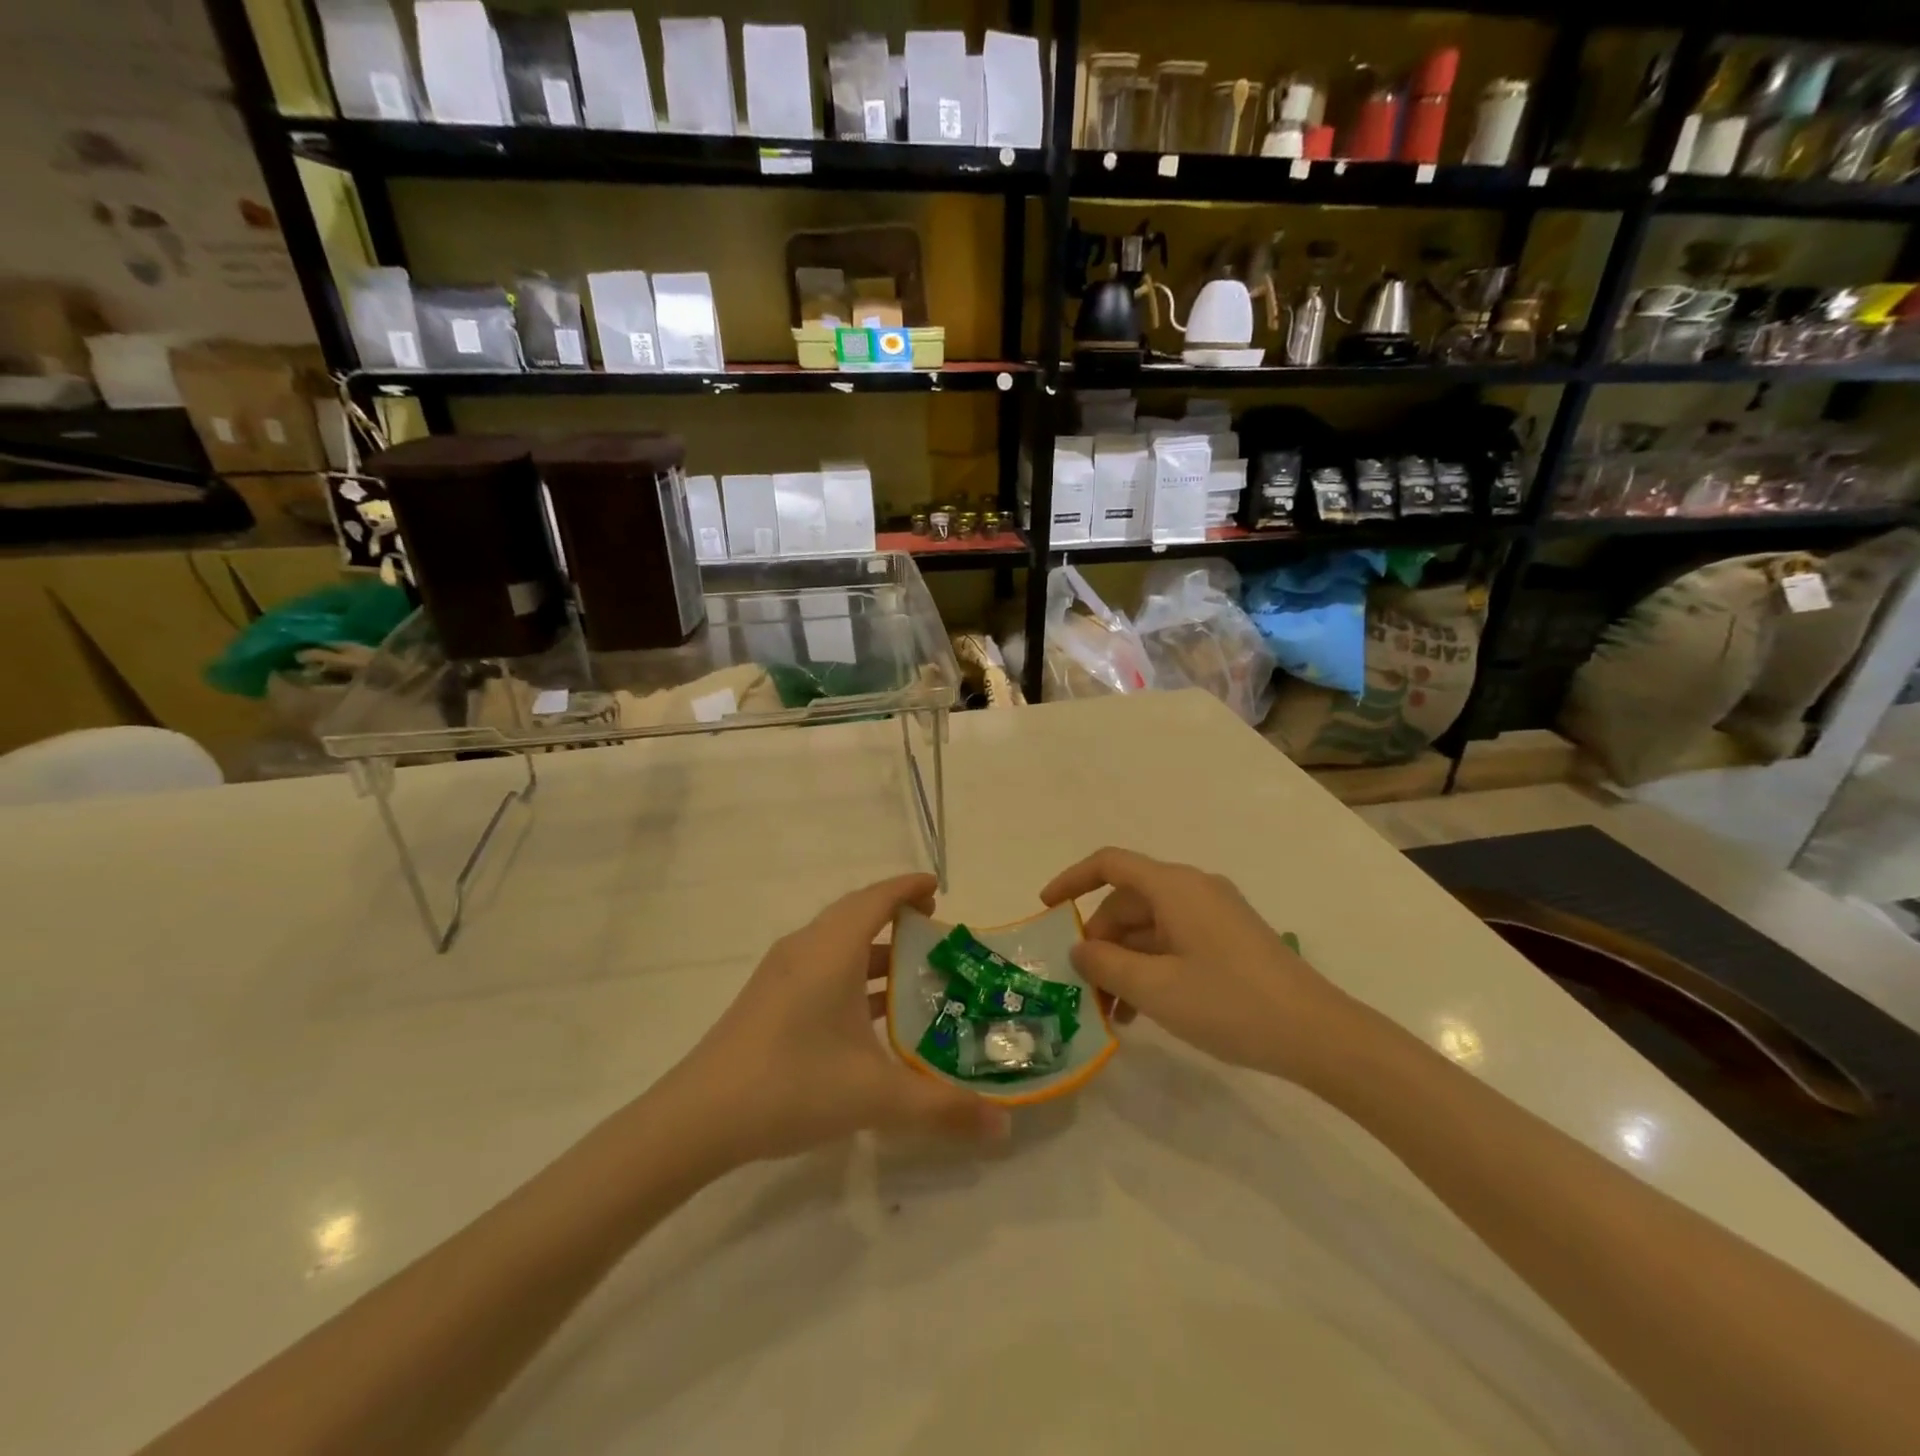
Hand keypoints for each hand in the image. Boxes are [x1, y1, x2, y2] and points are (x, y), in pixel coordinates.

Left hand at [667, 874, 1010, 1165]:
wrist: (697, 1118)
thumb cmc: (791, 1085)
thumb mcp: (875, 1096)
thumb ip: (942, 1109)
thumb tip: (1004, 1129)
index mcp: (831, 950)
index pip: (876, 898)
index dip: (908, 888)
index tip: (939, 891)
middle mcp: (805, 949)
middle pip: (857, 913)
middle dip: (897, 916)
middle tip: (936, 934)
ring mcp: (781, 973)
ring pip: (837, 942)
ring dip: (875, 949)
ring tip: (914, 975)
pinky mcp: (768, 999)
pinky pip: (821, 966)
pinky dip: (853, 973)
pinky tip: (870, 1014)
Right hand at [1040, 848, 1351, 1081]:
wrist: (1319, 1035)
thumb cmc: (1230, 1003)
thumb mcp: (1156, 988)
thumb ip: (1106, 964)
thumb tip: (1079, 949)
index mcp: (1174, 886)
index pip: (1109, 864)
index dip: (1072, 880)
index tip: (1045, 909)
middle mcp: (1194, 889)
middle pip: (1128, 901)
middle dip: (1100, 941)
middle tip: (1085, 988)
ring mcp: (1215, 914)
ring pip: (1151, 927)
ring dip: (1125, 962)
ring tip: (1113, 1013)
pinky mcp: (1230, 940)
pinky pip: (1175, 942)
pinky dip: (1152, 968)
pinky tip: (1145, 1012)